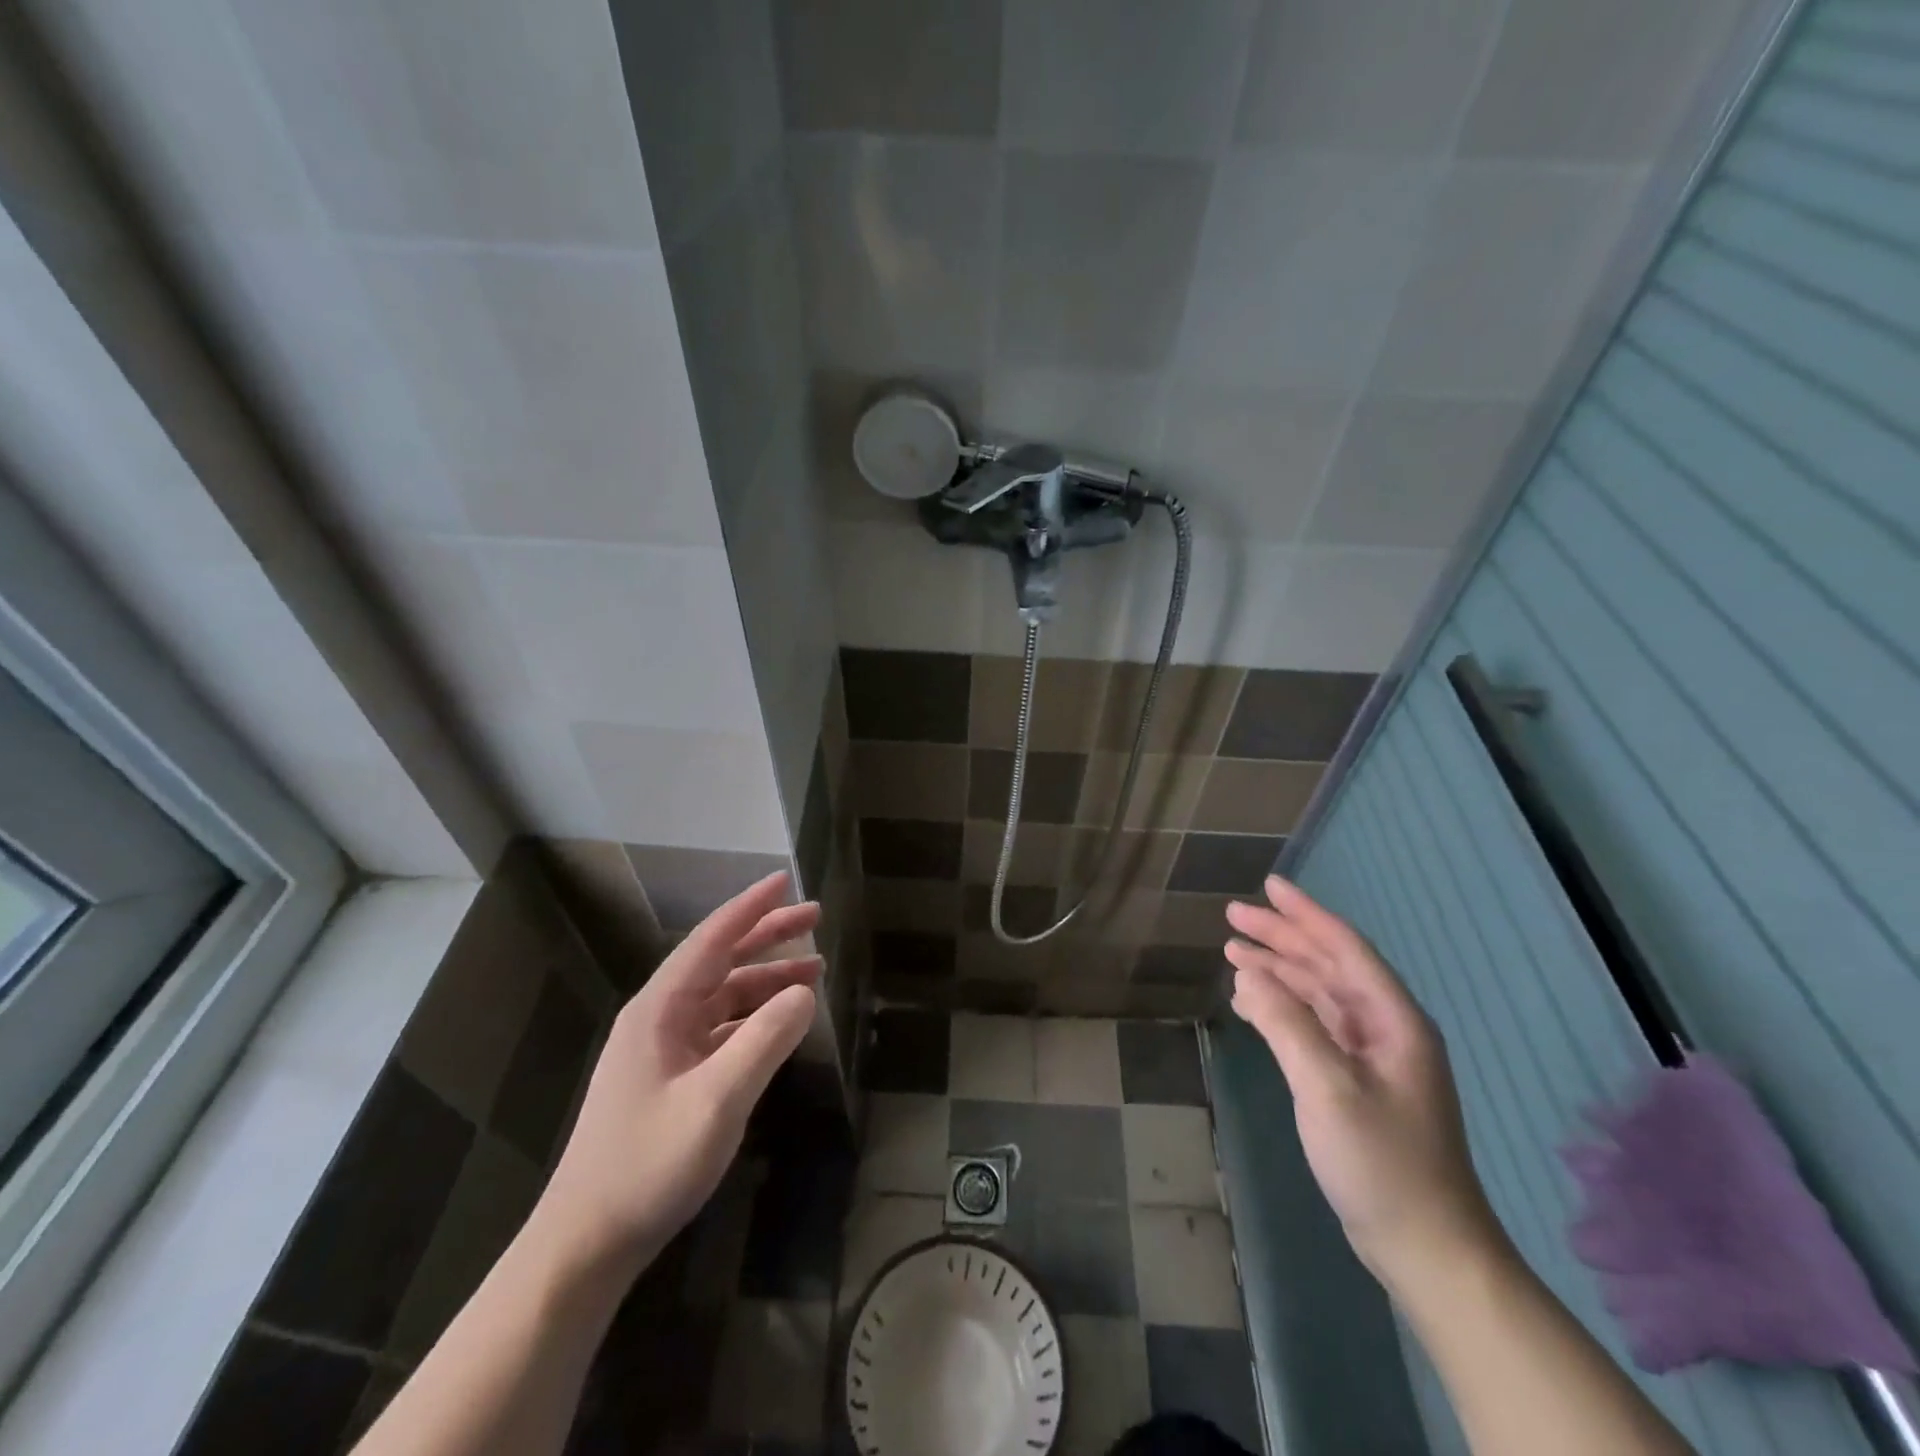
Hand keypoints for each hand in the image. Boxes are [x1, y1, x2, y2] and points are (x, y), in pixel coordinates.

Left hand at [534, 872, 820, 1275]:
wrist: (585, 1242)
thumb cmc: (648, 1164)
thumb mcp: (717, 1101)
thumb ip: (765, 1040)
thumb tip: (805, 993)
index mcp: (661, 1008)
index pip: (713, 939)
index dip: (751, 907)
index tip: (785, 879)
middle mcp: (661, 1017)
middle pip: (721, 959)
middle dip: (767, 935)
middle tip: (815, 915)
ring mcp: (664, 1048)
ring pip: (724, 995)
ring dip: (767, 978)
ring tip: (813, 967)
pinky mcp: (671, 1077)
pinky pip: (722, 1028)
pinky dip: (755, 1015)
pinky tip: (782, 1020)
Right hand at [1226, 876, 1503, 1291]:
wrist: (1425, 1245)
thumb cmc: (1382, 1162)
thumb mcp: (1328, 1089)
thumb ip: (1287, 1025)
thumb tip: (1248, 974)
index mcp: (1392, 1020)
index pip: (1344, 948)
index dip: (1305, 913)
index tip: (1268, 886)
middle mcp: (1384, 1028)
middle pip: (1327, 965)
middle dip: (1281, 938)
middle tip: (1233, 917)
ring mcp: (1370, 1055)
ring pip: (1317, 994)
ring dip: (1277, 971)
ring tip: (1233, 952)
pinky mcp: (1355, 1080)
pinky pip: (1312, 1025)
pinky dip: (1280, 1007)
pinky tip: (1250, 1002)